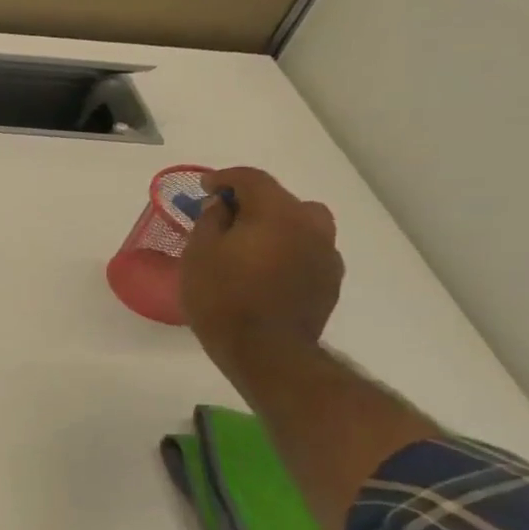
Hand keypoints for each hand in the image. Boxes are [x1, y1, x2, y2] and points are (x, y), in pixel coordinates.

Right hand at [181, 167, 343, 366]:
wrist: (266, 351)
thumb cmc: (222, 298)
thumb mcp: (198, 255)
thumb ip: (210, 221)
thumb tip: (223, 206)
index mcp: (276, 213)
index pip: (251, 179)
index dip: (225, 178)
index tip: (205, 187)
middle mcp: (310, 225)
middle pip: (282, 199)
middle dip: (253, 203)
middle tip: (226, 220)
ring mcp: (326, 254)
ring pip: (301, 225)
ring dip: (276, 227)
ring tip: (250, 246)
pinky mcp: (330, 280)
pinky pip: (307, 251)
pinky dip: (287, 251)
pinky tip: (266, 271)